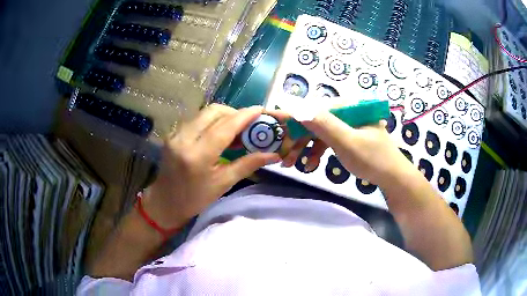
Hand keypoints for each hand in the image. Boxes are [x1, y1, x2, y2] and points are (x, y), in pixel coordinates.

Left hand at [143, 104, 281, 228]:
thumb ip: (248, 165)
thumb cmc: (195, 199)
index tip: (260, 110)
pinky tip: (219, 133)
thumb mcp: (223, 184)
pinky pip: (197, 119)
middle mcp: (184, 139)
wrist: (165, 202)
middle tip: (248, 124)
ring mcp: (176, 134)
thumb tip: (272, 154)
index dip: (245, 115)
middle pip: (214, 111)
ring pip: (204, 112)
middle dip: (235, 112)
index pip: (225, 127)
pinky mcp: (173, 133)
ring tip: (236, 129)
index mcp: (198, 156)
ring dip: (223, 116)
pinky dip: (212, 121)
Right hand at [284, 112, 413, 186]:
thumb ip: (324, 124)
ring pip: (320, 131)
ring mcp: (348, 124)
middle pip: (316, 120)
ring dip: (305, 147)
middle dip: (298, 138)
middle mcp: (348, 111)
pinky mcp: (349, 136)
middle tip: (283, 155)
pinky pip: (328, 140)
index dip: (294, 118)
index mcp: (350, 107)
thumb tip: (297, 107)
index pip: (315, 107)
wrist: (393, 178)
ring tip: (292, 163)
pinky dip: (318, 151)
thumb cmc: (373, 159)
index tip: (277, 129)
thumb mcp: (347, 142)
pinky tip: (311, 164)